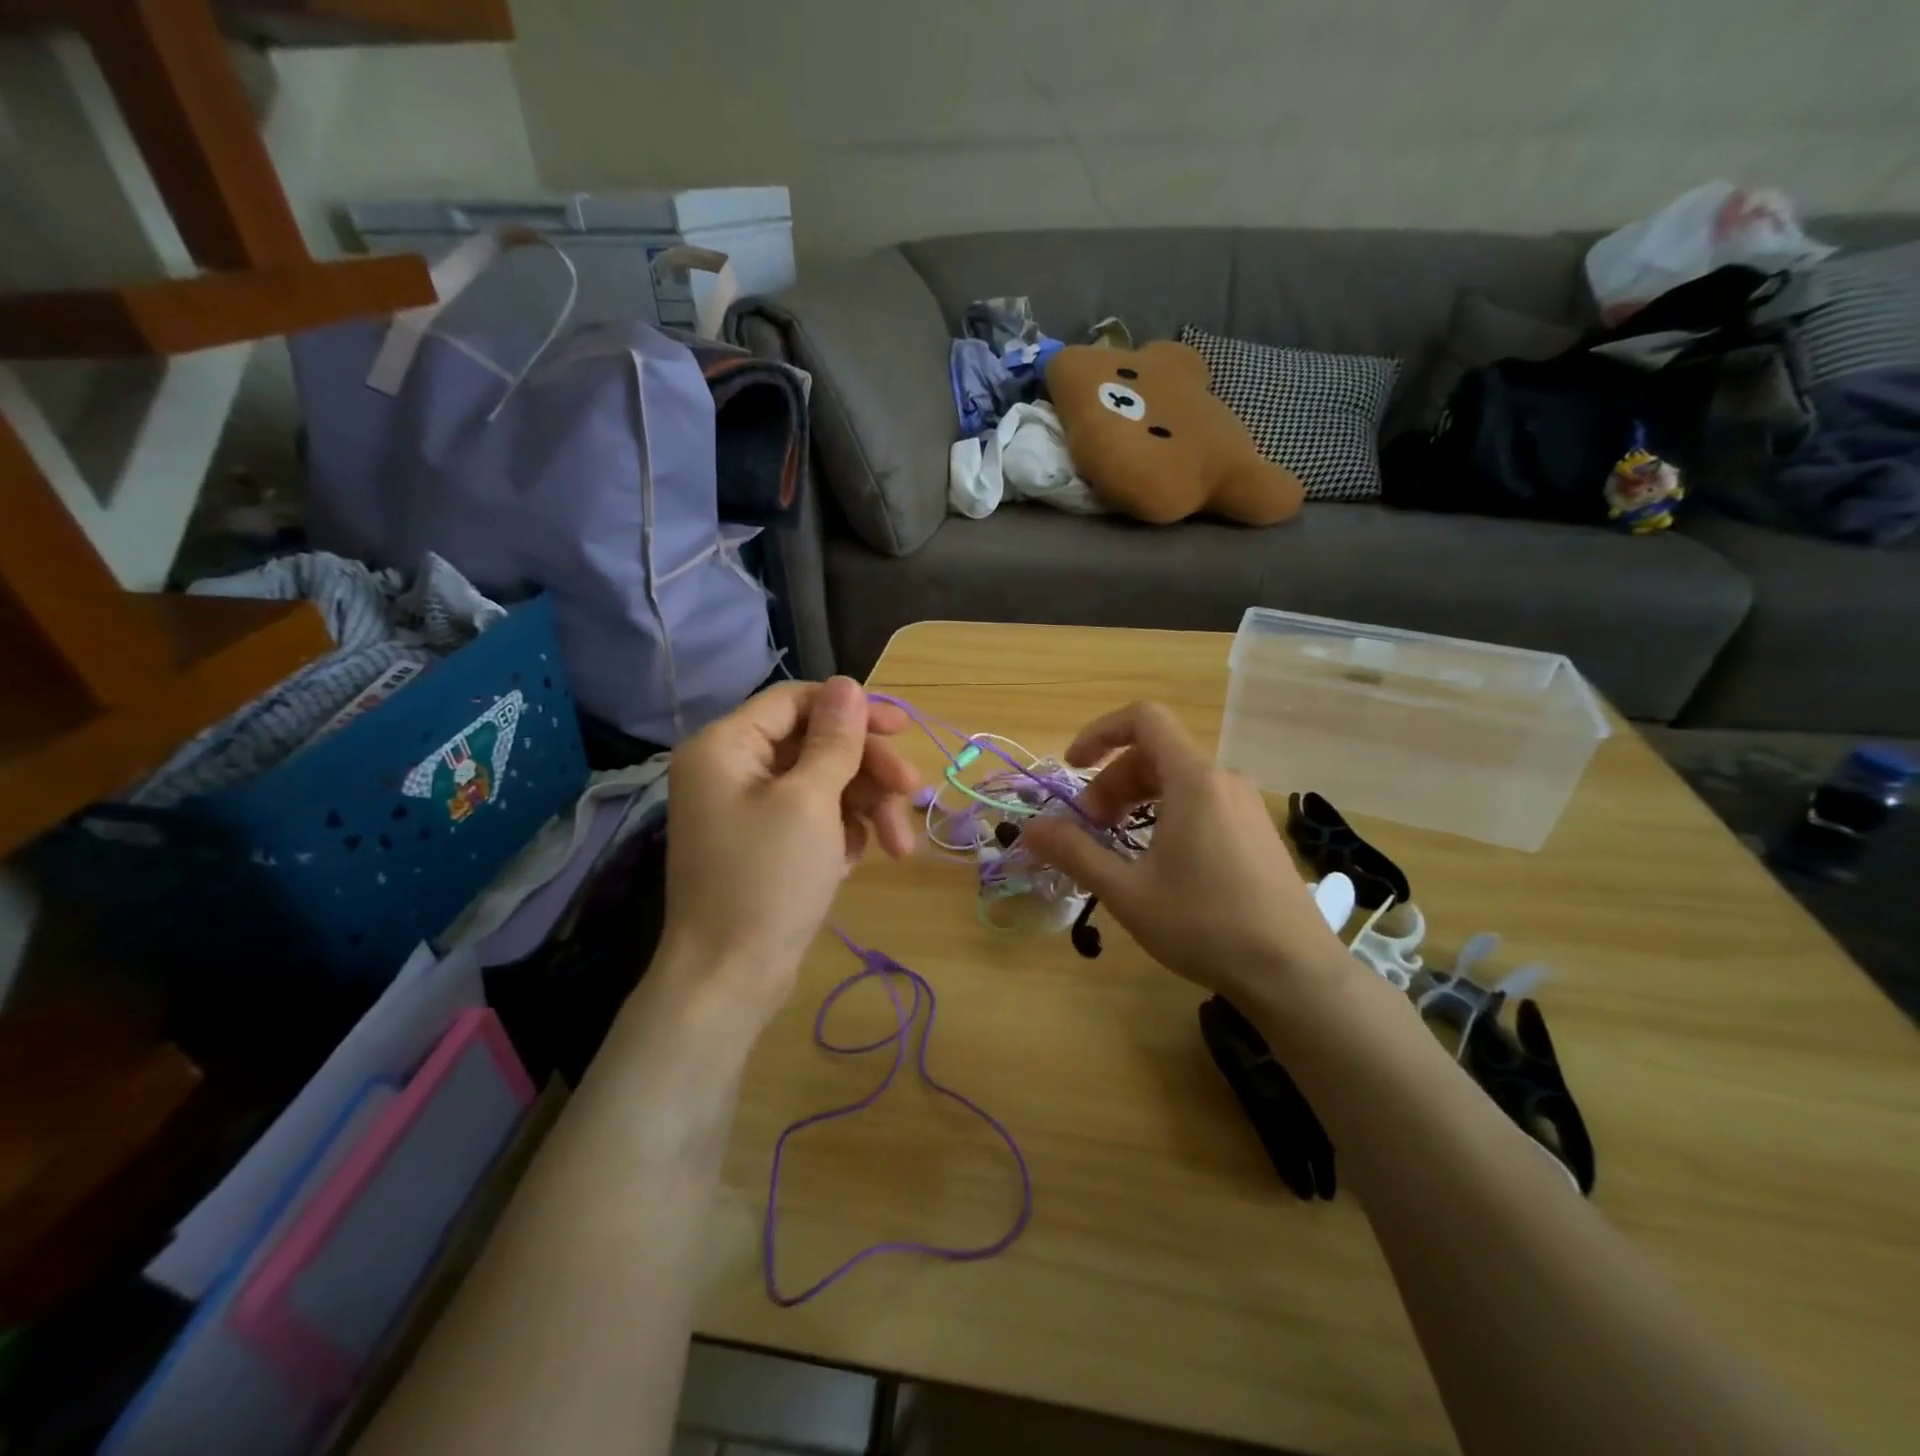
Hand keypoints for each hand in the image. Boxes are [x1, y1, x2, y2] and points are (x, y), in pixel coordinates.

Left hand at [658, 678, 919, 1024]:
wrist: (730, 980)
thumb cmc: (767, 880)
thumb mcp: (810, 802)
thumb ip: (834, 740)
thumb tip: (849, 684)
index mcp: (726, 746)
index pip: (797, 702)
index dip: (853, 711)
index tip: (902, 729)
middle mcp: (732, 768)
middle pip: (815, 744)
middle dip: (867, 769)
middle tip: (911, 792)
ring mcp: (748, 809)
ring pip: (822, 783)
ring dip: (865, 807)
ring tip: (898, 847)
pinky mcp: (765, 843)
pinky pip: (813, 817)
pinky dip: (842, 832)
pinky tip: (856, 862)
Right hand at [1021, 702, 1351, 1011]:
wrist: (1294, 972)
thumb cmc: (1205, 925)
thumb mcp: (1128, 892)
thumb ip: (1075, 853)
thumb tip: (1029, 829)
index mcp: (1194, 780)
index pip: (1144, 719)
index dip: (1099, 733)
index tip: (1072, 767)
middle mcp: (1223, 780)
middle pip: (1155, 753)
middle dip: (1112, 781)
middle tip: (1089, 828)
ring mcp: (1245, 804)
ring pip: (1178, 779)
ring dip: (1137, 798)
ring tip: (1117, 844)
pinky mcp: (1256, 829)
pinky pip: (1202, 800)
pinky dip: (1166, 811)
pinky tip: (1159, 858)